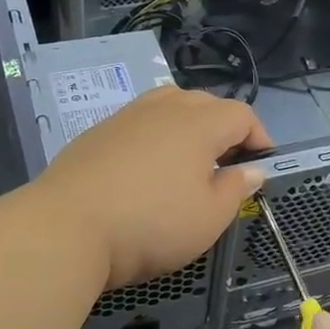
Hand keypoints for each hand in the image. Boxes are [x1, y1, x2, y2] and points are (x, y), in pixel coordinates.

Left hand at [36, 85, 272, 289]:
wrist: (67, 226)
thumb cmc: (151, 224)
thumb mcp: (208, 218)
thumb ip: (235, 189)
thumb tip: (252, 169)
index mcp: (199, 124)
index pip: (241, 114)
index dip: (259, 135)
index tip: (262, 162)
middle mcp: (164, 108)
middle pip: (205, 102)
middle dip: (224, 126)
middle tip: (227, 161)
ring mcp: (126, 116)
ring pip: (168, 103)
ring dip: (188, 123)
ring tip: (189, 156)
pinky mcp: (98, 131)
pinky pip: (139, 120)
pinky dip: (155, 133)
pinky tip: (147, 166)